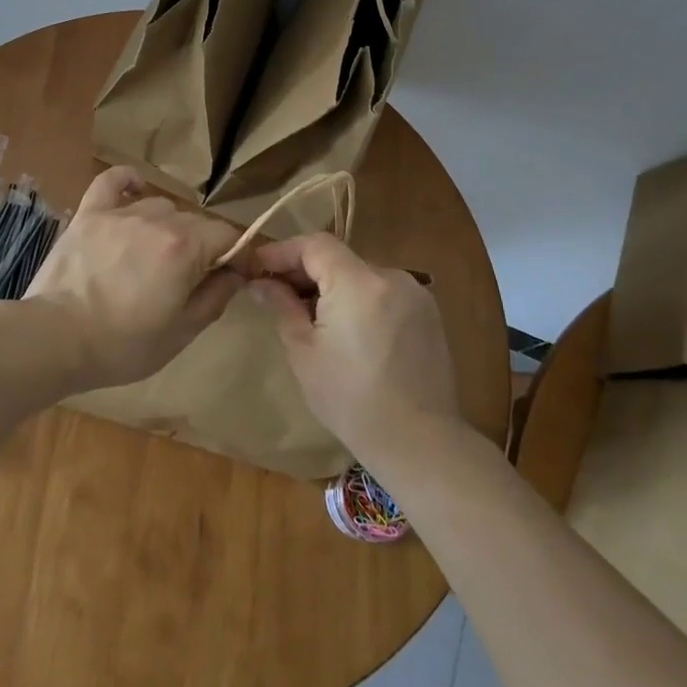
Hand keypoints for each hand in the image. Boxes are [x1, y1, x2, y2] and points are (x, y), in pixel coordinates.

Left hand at [24, 167, 245, 390]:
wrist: (55, 338)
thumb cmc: (123, 345)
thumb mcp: (182, 332)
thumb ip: (216, 296)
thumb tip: (236, 273)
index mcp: (185, 248)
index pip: (227, 235)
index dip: (236, 255)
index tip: (231, 276)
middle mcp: (157, 219)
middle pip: (195, 222)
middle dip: (202, 246)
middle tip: (188, 279)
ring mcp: (120, 212)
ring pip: (160, 206)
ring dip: (167, 227)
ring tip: (154, 256)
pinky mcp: (89, 213)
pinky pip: (112, 181)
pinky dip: (127, 182)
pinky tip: (134, 191)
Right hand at [247, 233, 460, 459]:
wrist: (420, 443)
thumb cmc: (351, 400)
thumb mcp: (304, 353)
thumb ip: (281, 306)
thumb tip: (260, 282)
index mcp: (358, 283)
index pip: (315, 244)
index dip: (283, 251)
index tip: (258, 268)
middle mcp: (391, 276)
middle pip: (339, 258)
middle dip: (305, 270)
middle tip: (276, 294)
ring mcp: (415, 294)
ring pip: (360, 275)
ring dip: (333, 286)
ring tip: (311, 317)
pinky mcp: (428, 313)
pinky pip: (383, 293)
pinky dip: (359, 300)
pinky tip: (347, 331)